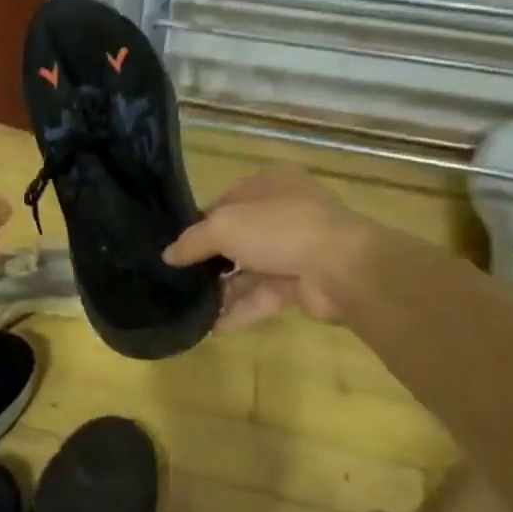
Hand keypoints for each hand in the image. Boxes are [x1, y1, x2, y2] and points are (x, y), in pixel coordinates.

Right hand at [163, 166, 371, 330]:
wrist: (344, 269)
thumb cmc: (279, 229)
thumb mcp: (224, 226)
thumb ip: (192, 241)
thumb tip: (168, 256)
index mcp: (270, 183)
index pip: (225, 201)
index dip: (200, 222)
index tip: (177, 245)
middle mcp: (284, 212)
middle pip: (237, 237)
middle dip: (210, 260)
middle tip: (178, 278)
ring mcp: (296, 250)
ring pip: (249, 270)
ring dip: (221, 290)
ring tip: (187, 306)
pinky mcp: (302, 284)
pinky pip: (262, 297)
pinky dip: (238, 311)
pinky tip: (209, 328)